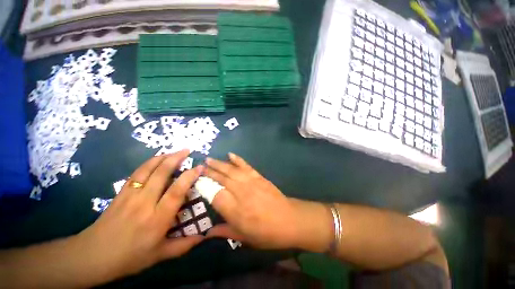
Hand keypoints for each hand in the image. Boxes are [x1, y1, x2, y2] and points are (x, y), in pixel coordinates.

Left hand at [74, 150, 203, 280]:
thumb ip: (184, 246)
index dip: (189, 177)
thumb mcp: (160, 255)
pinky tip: (157, 159)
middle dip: (176, 158)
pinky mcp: (121, 193)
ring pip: (148, 169)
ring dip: (163, 157)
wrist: (92, 256)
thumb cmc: (129, 257)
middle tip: (188, 151)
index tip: (200, 167)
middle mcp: (144, 203)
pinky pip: (137, 173)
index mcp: (157, 219)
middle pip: (161, 174)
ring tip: (175, 151)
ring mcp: (130, 196)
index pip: (176, 192)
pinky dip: (149, 162)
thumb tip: (205, 236)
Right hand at [203, 153, 304, 249]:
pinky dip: (237, 159)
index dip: (204, 187)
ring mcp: (250, 182)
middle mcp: (240, 193)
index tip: (196, 182)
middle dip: (209, 172)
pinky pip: (246, 166)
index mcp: (235, 210)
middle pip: (221, 179)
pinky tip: (230, 154)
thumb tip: (206, 233)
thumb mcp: (244, 237)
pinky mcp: (259, 177)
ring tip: (209, 159)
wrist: (288, 220)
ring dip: (219, 163)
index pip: (214, 194)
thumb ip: (224, 231)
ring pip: (231, 170)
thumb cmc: (266, 232)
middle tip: (199, 166)